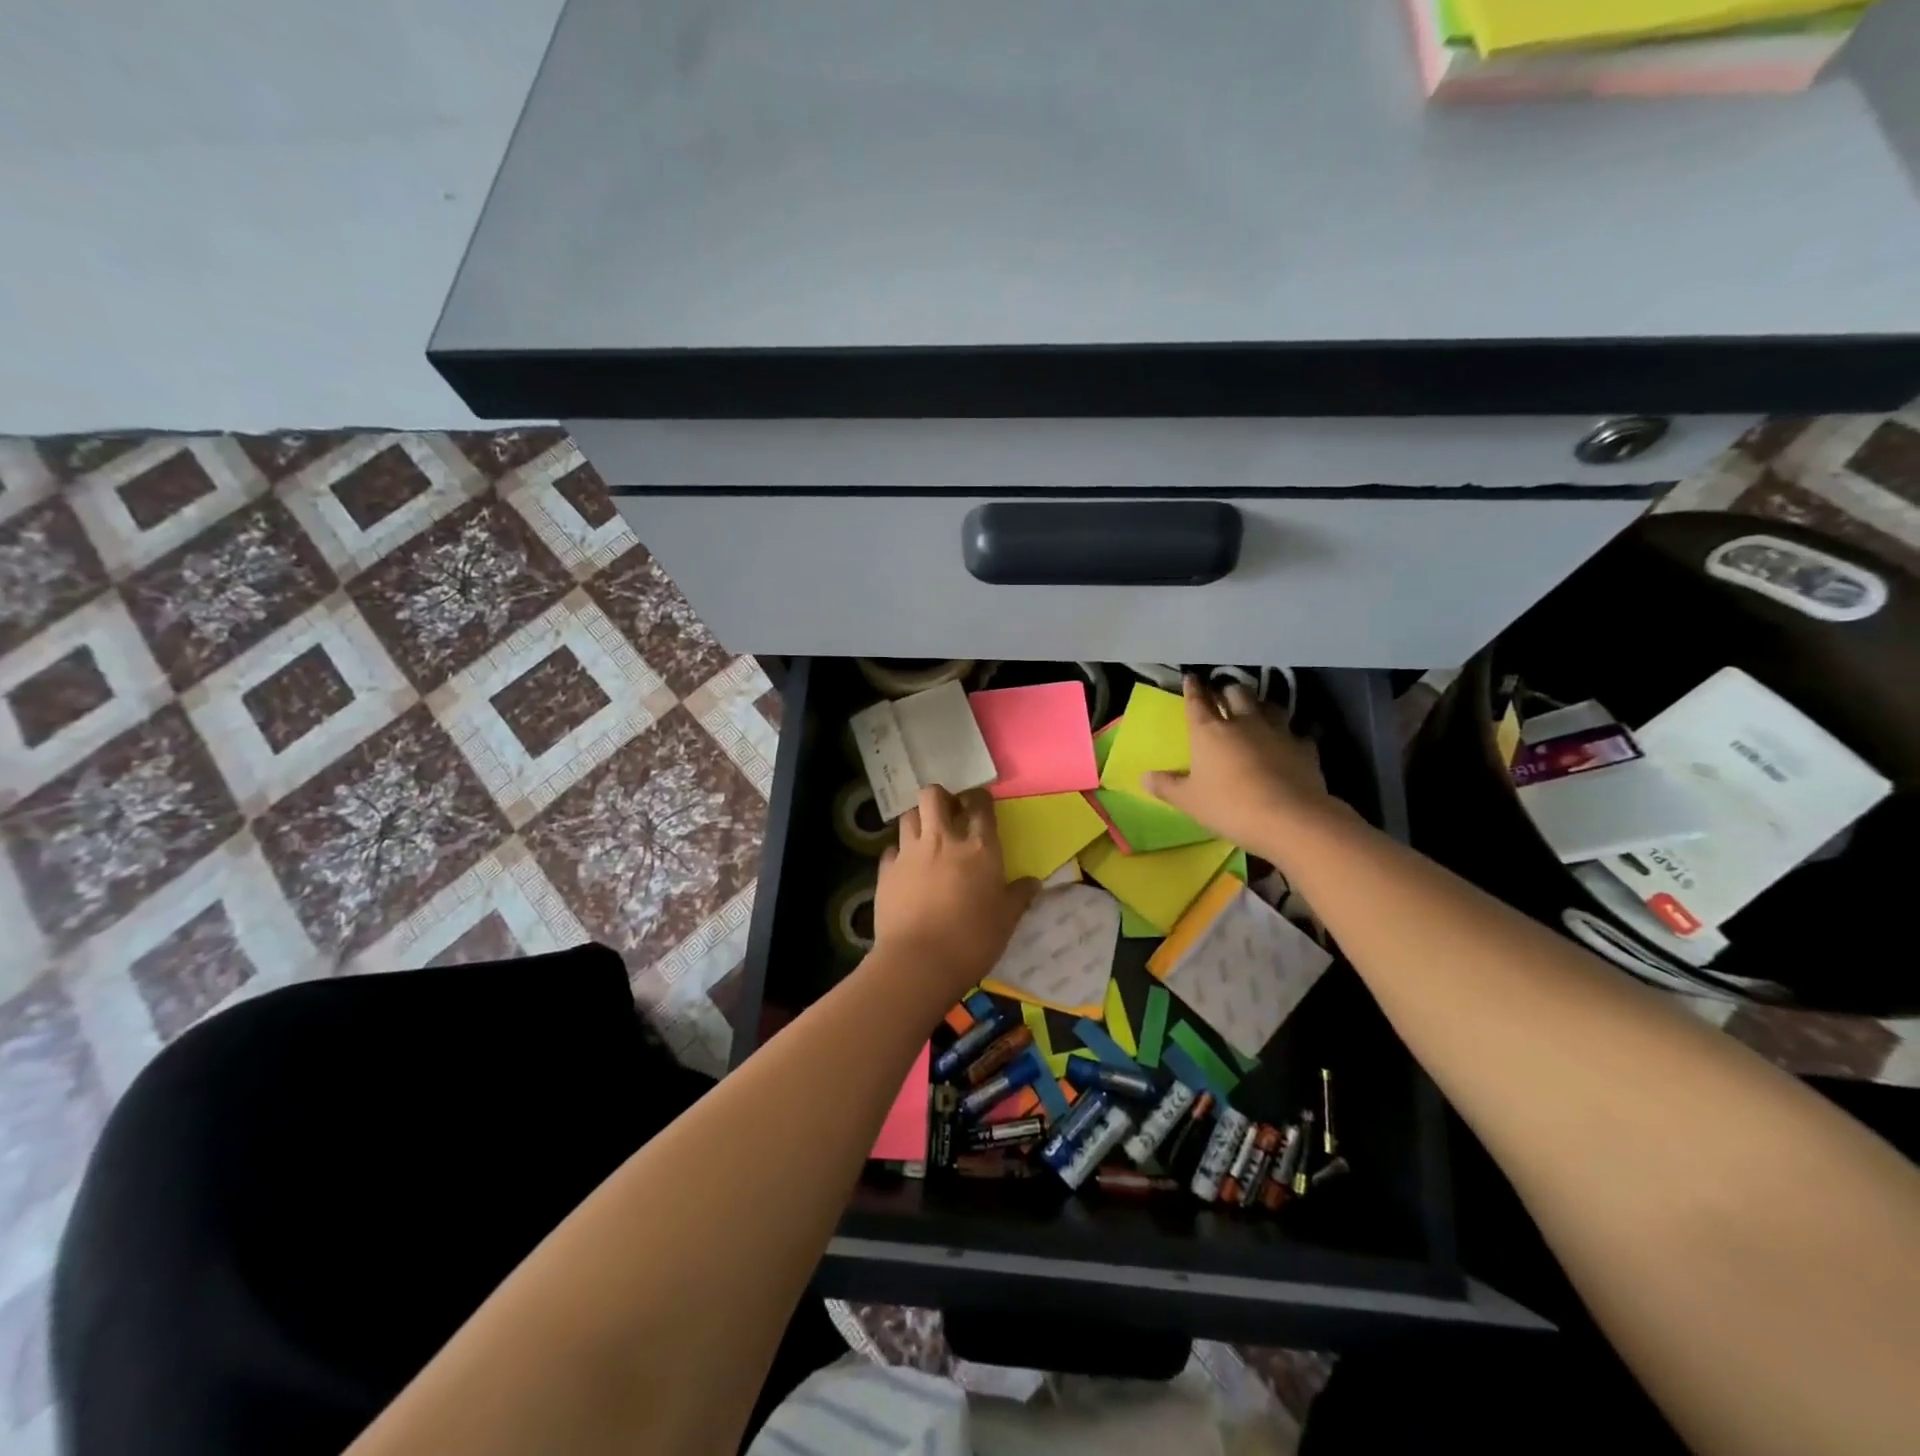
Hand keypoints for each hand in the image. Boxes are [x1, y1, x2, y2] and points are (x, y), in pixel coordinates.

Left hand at [875, 786, 1039, 995]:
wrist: (919, 962)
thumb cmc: (972, 940)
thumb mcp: (1006, 921)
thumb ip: (1018, 897)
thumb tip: (1033, 883)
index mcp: (979, 848)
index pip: (979, 805)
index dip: (979, 798)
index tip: (979, 804)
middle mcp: (942, 840)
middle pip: (934, 796)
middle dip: (940, 797)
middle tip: (948, 813)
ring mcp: (910, 853)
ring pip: (908, 815)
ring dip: (917, 819)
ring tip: (924, 836)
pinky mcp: (886, 871)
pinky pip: (891, 850)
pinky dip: (898, 853)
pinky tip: (904, 867)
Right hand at [1142, 675, 1336, 858]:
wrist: (1290, 818)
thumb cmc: (1229, 806)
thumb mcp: (1189, 801)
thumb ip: (1167, 786)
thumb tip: (1144, 776)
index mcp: (1209, 732)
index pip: (1197, 702)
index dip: (1193, 689)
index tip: (1191, 677)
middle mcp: (1244, 723)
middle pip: (1236, 694)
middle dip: (1228, 691)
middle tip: (1224, 696)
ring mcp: (1278, 732)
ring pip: (1269, 706)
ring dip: (1260, 706)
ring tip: (1256, 711)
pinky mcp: (1305, 748)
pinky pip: (1296, 734)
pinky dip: (1289, 736)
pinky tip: (1288, 745)